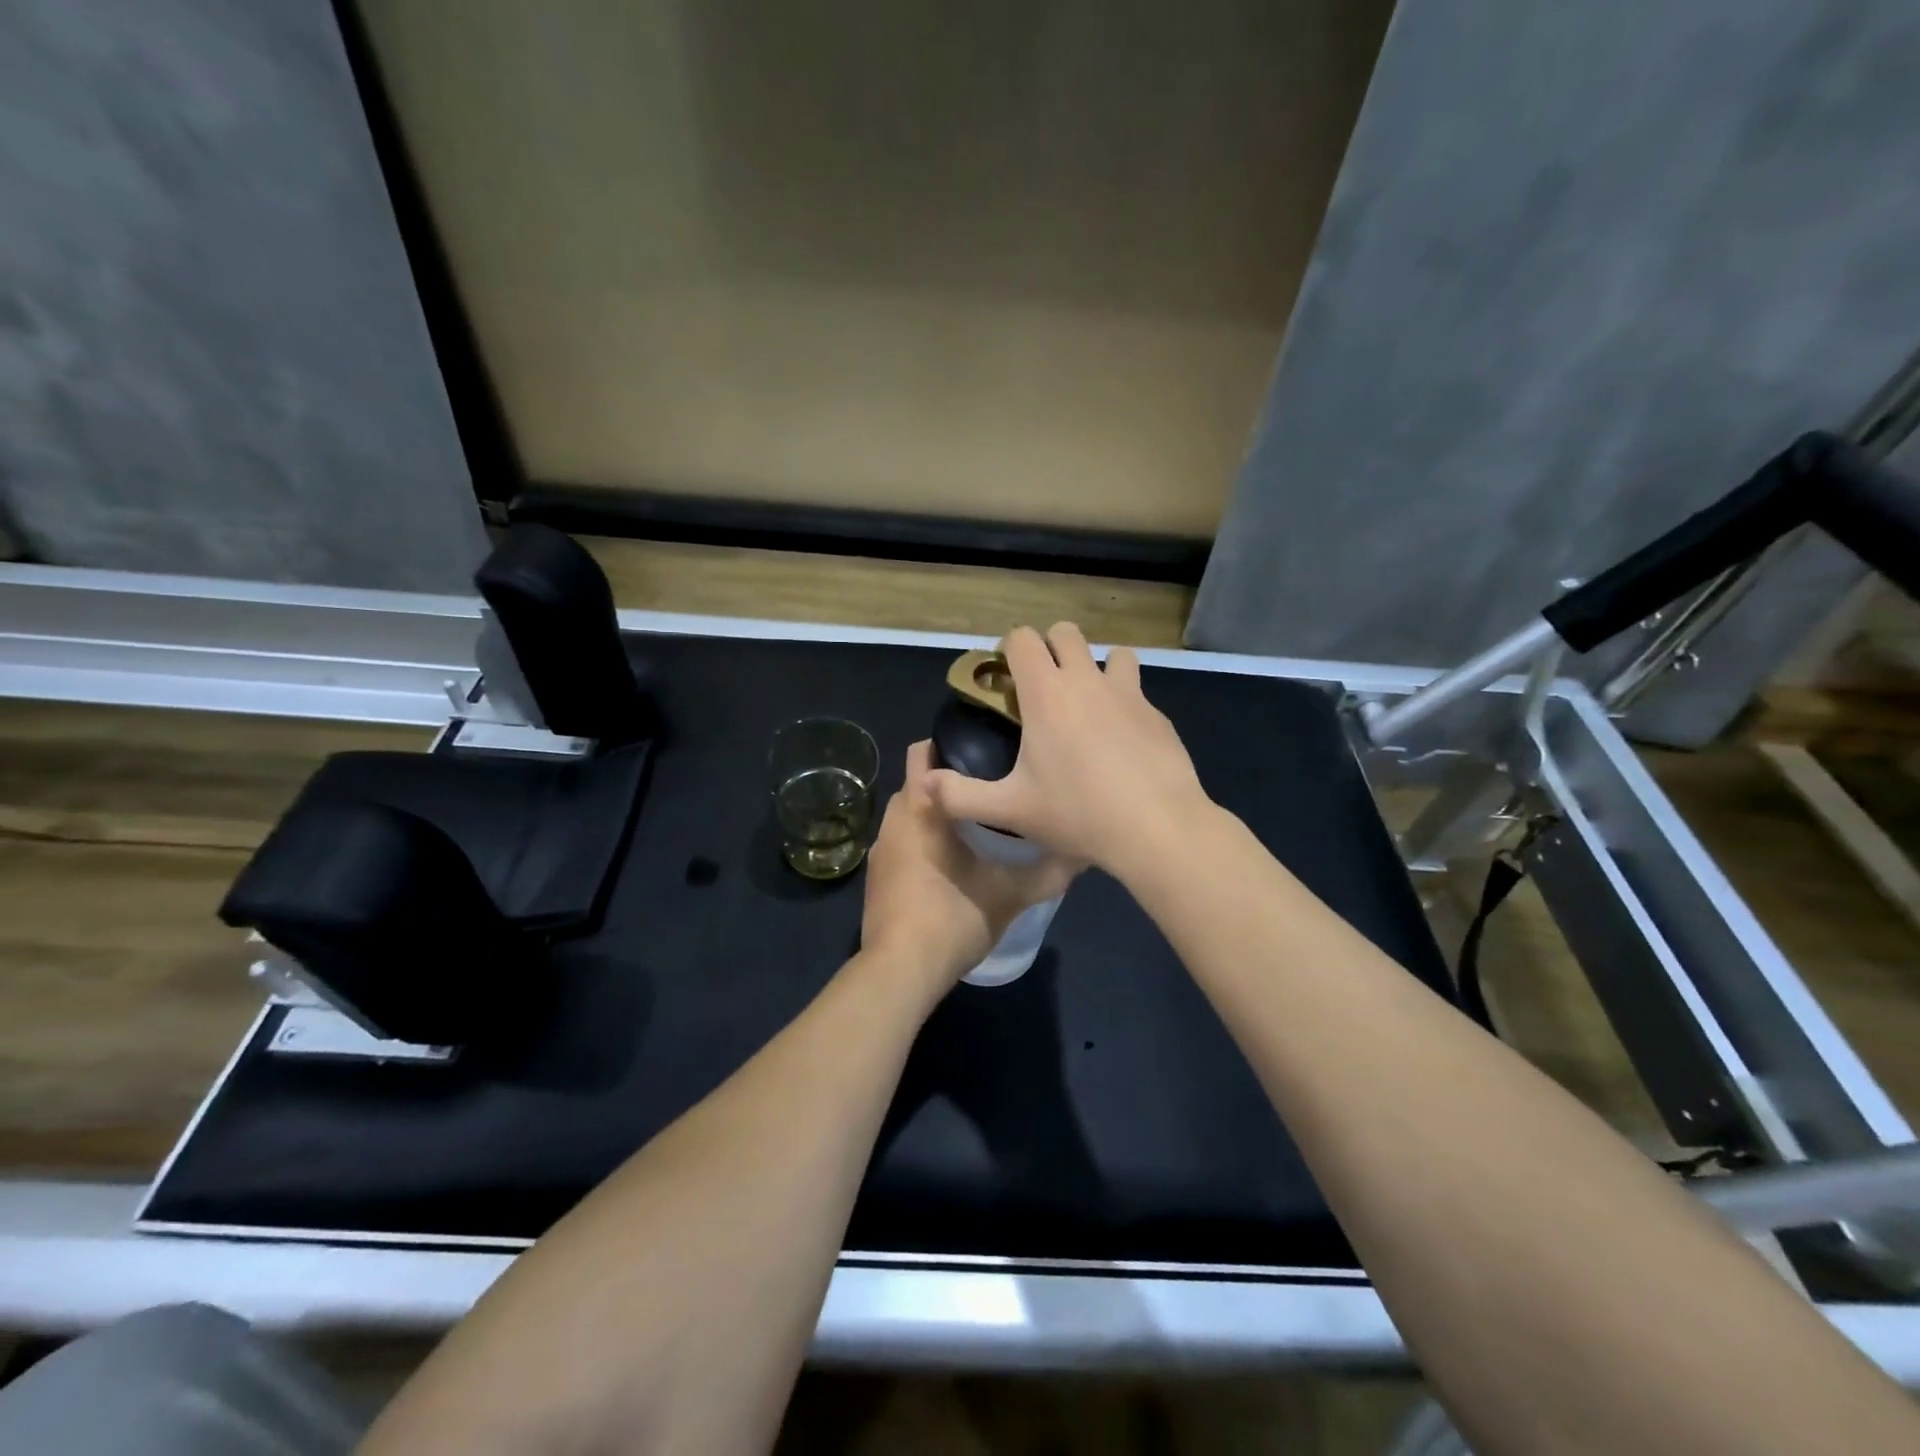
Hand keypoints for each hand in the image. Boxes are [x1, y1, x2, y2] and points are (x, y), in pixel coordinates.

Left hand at [860, 741, 1080, 987]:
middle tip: (989, 789)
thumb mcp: (1011, 894)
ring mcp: (880, 849)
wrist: (901, 971)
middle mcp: (893, 819)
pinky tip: (948, 864)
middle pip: (917, 783)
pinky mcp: (876, 876)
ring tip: (974, 825)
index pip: (921, 752)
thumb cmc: (954, 917)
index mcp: (920, 807)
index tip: (982, 750)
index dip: (948, 744)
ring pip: (909, 815)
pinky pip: (900, 843)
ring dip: (934, 815)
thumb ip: (1048, 872)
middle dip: (947, 782)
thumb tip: (1082, 853)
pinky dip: (920, 842)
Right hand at [924, 623, 1212, 871]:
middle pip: (1066, 632)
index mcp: (1047, 694)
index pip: (1023, 638)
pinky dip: (1124, 701)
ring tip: (1088, 705)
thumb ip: (960, 795)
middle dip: (1050, 648)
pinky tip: (1121, 741)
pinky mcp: (1158, 714)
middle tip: (1042, 688)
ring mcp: (1128, 694)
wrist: (1157, 828)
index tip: (1006, 678)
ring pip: (1112, 653)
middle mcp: (1087, 681)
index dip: (1009, 649)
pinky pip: (1137, 690)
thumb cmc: (1077, 814)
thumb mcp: (1010, 810)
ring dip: (1096, 667)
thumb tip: (924, 783)